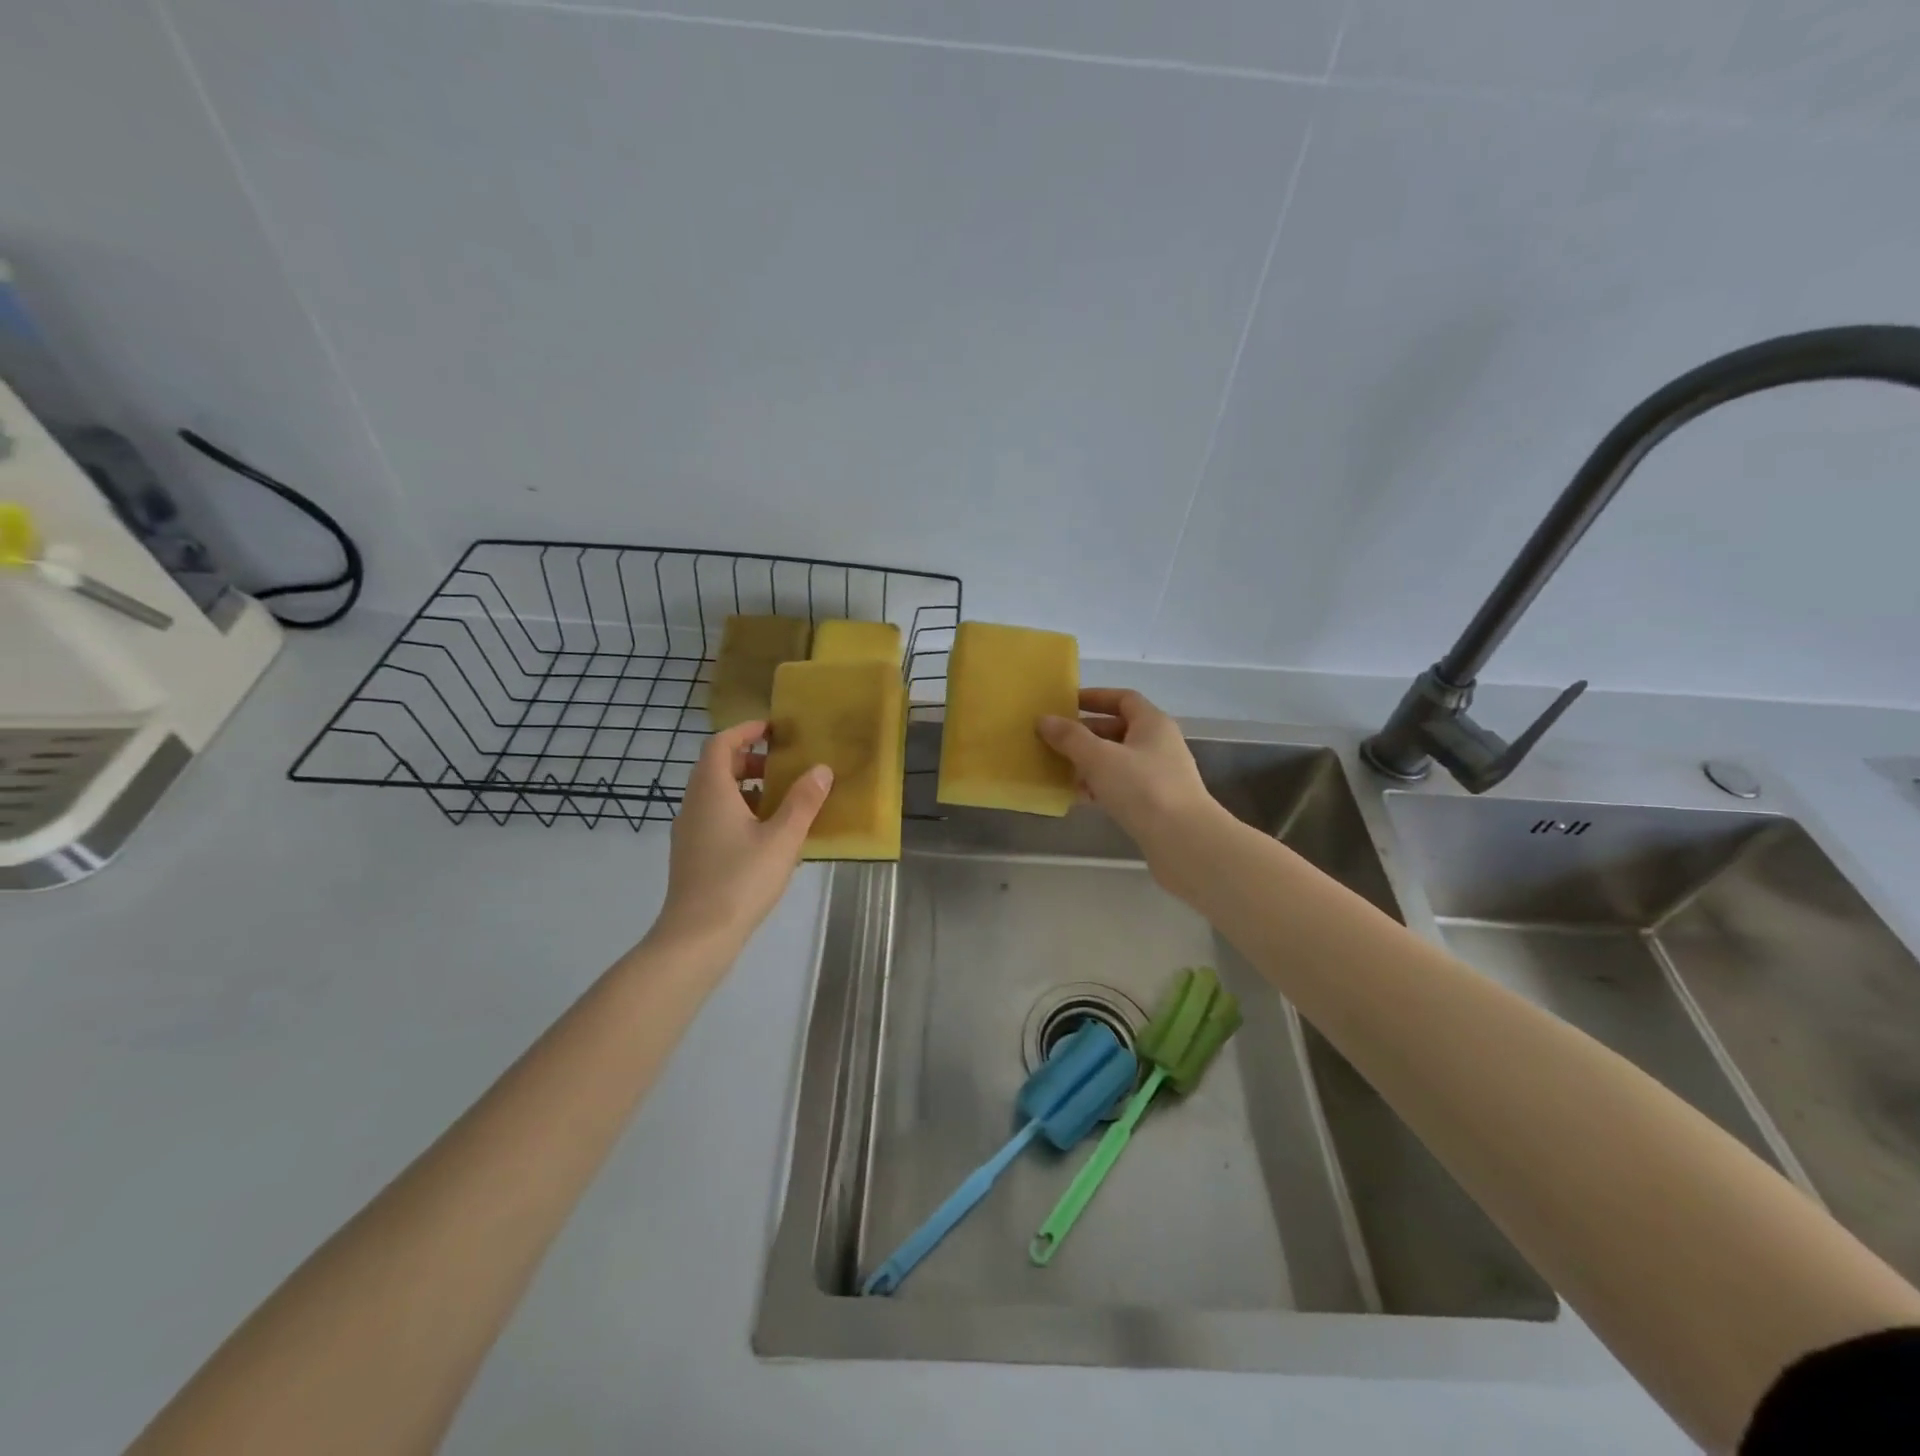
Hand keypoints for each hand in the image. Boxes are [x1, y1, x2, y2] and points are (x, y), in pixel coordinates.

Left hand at [652, 721, 832, 952]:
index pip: (720, 744)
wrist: (696, 937)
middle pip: (716, 767)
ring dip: (745, 788)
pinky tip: (765, 836)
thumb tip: (821, 769)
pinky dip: (738, 812)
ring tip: (781, 801)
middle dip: (749, 760)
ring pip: (715, 795)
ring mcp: (688, 832)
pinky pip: (714, 818)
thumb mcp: (782, 839)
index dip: (745, 730)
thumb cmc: (740, 880)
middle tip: (783, 767)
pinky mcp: (691, 855)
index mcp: (711, 791)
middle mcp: (693, 805)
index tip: (772, 729)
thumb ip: (803, 802)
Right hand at [1039, 689, 1218, 855]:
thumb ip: (1070, 737)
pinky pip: (1122, 785)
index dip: (1094, 698)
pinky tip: (1081, 798)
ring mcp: (1160, 775)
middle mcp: (1160, 744)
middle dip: (1086, 734)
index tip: (1066, 704)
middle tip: (1056, 741)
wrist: (1183, 841)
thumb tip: (1044, 719)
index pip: (1123, 699)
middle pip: (1119, 729)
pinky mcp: (1156, 803)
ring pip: (1118, 760)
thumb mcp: (1099, 758)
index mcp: (1153, 723)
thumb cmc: (1142, 788)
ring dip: (1090, 763)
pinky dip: (1101, 786)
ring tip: (1062, 771)